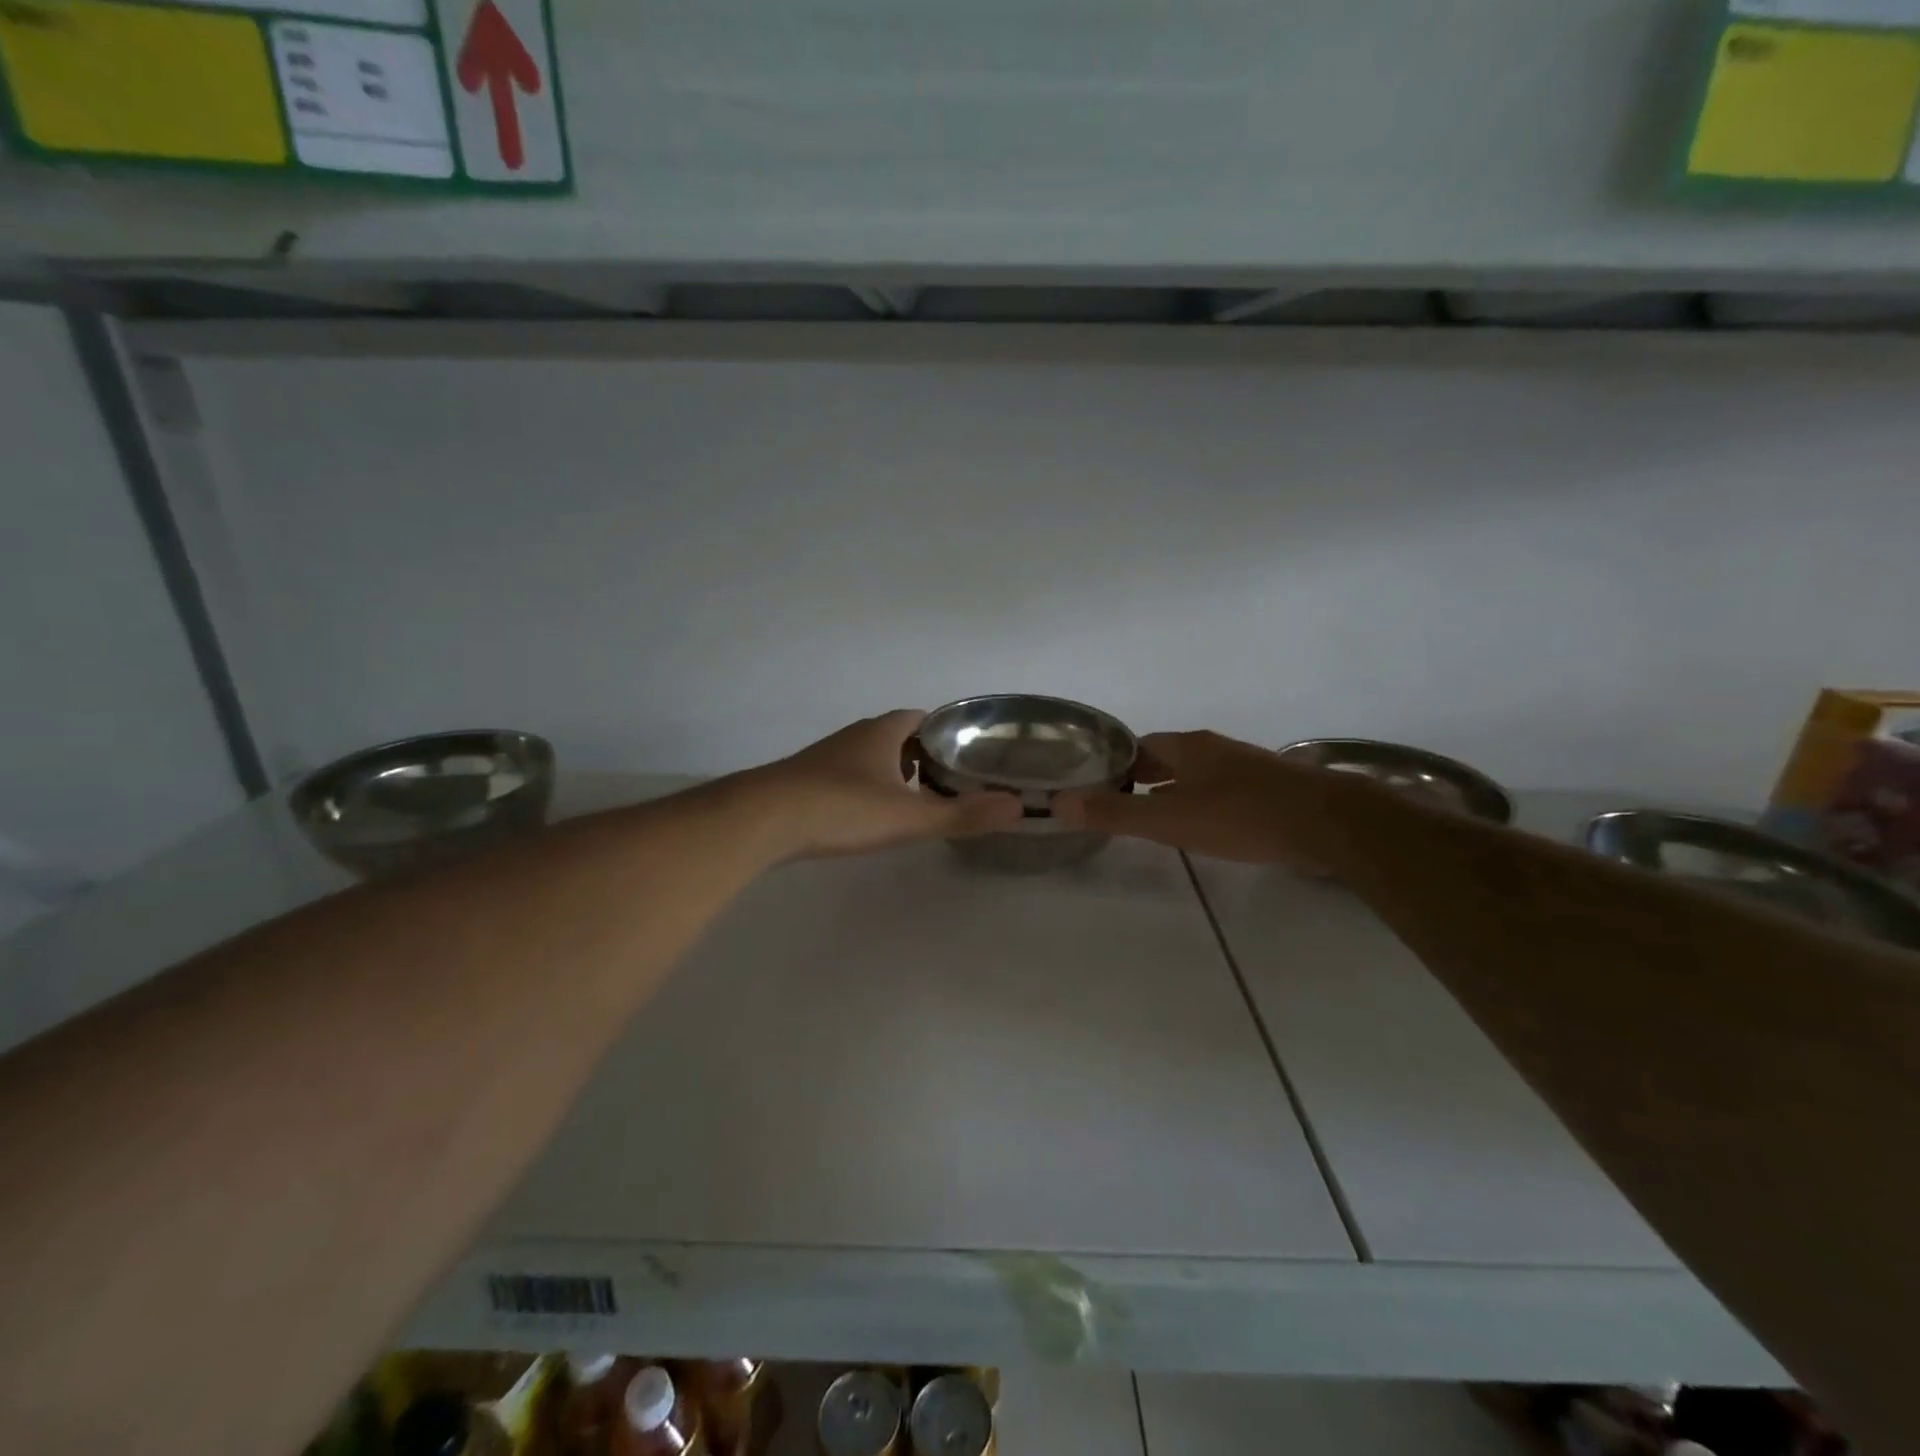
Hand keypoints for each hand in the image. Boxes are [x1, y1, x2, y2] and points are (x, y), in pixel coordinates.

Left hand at [745, 709, 1023, 858]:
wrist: (763, 820)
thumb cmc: (842, 809)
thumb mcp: (909, 816)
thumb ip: (962, 814)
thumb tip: (1018, 807)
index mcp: (882, 732)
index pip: (923, 718)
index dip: (948, 732)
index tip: (970, 753)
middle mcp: (855, 736)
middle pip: (898, 736)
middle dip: (924, 754)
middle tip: (951, 781)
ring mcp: (827, 757)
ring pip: (871, 756)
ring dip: (894, 771)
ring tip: (917, 799)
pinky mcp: (807, 780)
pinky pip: (848, 775)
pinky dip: (868, 787)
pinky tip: (871, 813)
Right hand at [1054, 730, 1339, 867]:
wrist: (1327, 823)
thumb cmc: (1240, 815)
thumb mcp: (1169, 819)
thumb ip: (1115, 813)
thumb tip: (1059, 802)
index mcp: (1187, 746)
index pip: (1139, 745)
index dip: (1115, 762)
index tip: (1095, 783)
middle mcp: (1214, 748)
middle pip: (1168, 756)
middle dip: (1143, 775)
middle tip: (1119, 801)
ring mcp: (1246, 766)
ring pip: (1197, 773)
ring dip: (1173, 788)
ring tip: (1154, 815)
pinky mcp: (1271, 788)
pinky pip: (1223, 789)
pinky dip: (1202, 801)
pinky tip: (1204, 824)